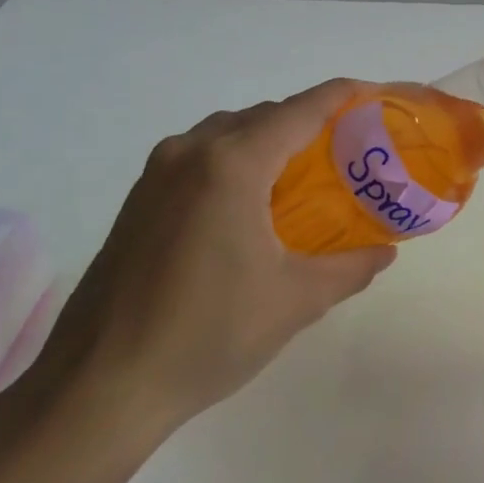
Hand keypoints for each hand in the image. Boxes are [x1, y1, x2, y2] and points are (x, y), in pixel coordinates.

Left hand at [32, 80, 396, 441]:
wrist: (99, 387)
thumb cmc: (207, 335)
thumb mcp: (296, 301)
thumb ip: (350, 267)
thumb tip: (385, 252)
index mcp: (232, 165)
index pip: (302, 110)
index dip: (344, 96)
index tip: (377, 95)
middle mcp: (190, 153)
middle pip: (266, 115)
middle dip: (312, 121)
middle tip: (351, 149)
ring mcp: (156, 174)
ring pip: (229, 132)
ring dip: (271, 139)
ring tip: (307, 175)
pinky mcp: (139, 199)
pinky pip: (200, 156)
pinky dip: (238, 159)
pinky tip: (254, 202)